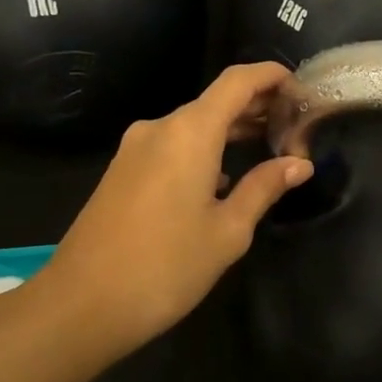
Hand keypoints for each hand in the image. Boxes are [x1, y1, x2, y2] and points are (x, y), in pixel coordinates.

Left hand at [36, 63, 312, 358]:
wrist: (81, 305)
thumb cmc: (165, 267)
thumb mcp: (228, 231)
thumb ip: (263, 188)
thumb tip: (299, 164)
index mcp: (189, 133)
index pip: (237, 81)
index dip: (271, 76)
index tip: (300, 88)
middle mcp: (159, 128)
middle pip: (215, 101)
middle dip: (256, 107)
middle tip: (294, 126)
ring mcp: (134, 149)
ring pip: (192, 126)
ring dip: (230, 131)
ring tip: (267, 148)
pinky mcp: (122, 171)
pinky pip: (171, 146)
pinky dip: (203, 150)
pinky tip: (222, 178)